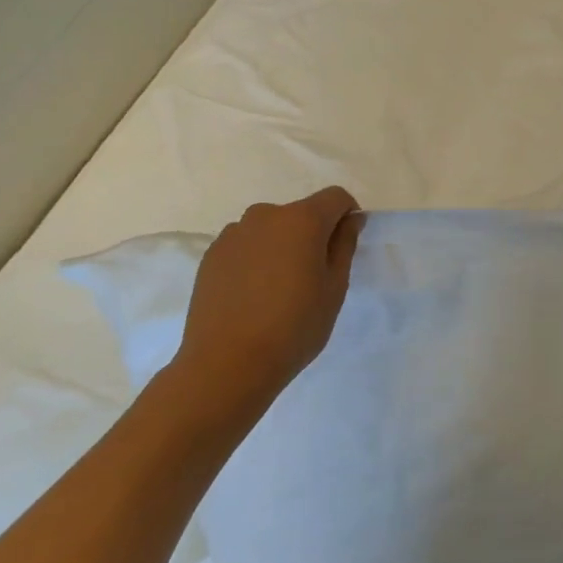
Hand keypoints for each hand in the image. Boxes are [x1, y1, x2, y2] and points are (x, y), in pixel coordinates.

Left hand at [168, 187, 363, 419]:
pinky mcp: (211, 255)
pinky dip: (255, 259)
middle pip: (300, 213)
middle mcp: (266, 215)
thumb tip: (351, 218)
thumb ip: (345, 245)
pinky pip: (245, 246)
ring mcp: (234, 233)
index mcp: (302, 219)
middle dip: (312, 234)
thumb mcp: (334, 288)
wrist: (226, 365)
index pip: (335, 197)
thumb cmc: (293, 327)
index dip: (347, 215)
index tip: (345, 247)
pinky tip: (252, 296)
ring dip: (281, 246)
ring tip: (278, 290)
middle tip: (312, 277)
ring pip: (270, 230)